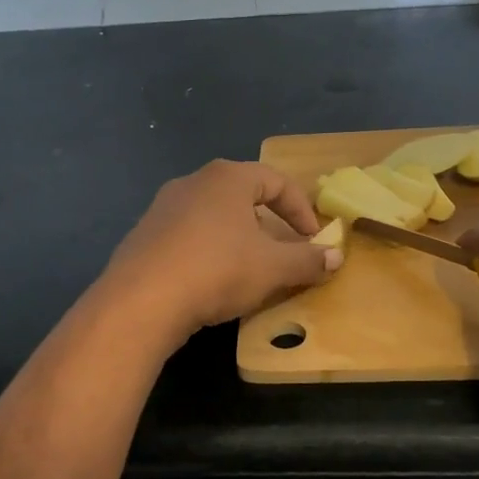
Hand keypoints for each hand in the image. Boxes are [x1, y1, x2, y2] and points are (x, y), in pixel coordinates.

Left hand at [98, 161, 343, 346]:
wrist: (142, 301)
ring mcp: (162, 207)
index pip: (276, 181)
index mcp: (227, 178)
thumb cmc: (217, 270)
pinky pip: (187, 236)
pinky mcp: (143, 235)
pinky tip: (209, 280)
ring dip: (237, 237)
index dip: (302, 210)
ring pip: (213, 216)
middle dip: (269, 223)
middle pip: (242, 195)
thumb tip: (337, 257)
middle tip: (283, 251)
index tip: (314, 240)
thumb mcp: (273, 268)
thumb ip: (308, 260)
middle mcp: (193, 182)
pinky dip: (207, 251)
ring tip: (248, 267)